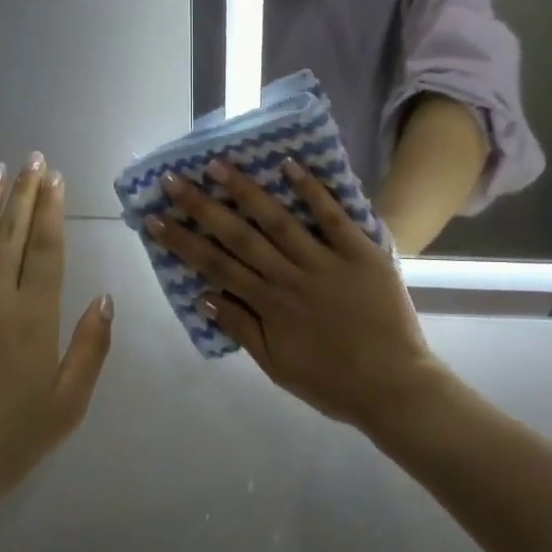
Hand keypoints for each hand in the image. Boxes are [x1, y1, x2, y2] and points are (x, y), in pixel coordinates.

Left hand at [0, 155, 113, 537]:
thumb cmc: (6, 445)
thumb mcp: (67, 406)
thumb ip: (90, 348)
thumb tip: (106, 297)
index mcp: (34, 319)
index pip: (46, 249)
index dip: (51, 210)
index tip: (55, 178)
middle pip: (12, 234)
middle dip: (24, 193)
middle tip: (32, 159)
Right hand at [149, 160, 442, 433]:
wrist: (395, 387)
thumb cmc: (333, 382)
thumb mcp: (278, 367)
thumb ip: (243, 330)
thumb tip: (205, 297)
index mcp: (269, 305)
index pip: (215, 266)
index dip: (182, 241)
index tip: (155, 218)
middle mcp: (289, 277)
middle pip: (238, 236)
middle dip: (202, 206)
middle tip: (173, 179)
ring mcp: (325, 261)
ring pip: (278, 220)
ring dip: (246, 191)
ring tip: (218, 165)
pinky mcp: (360, 252)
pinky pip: (332, 217)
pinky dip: (311, 190)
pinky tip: (288, 164)